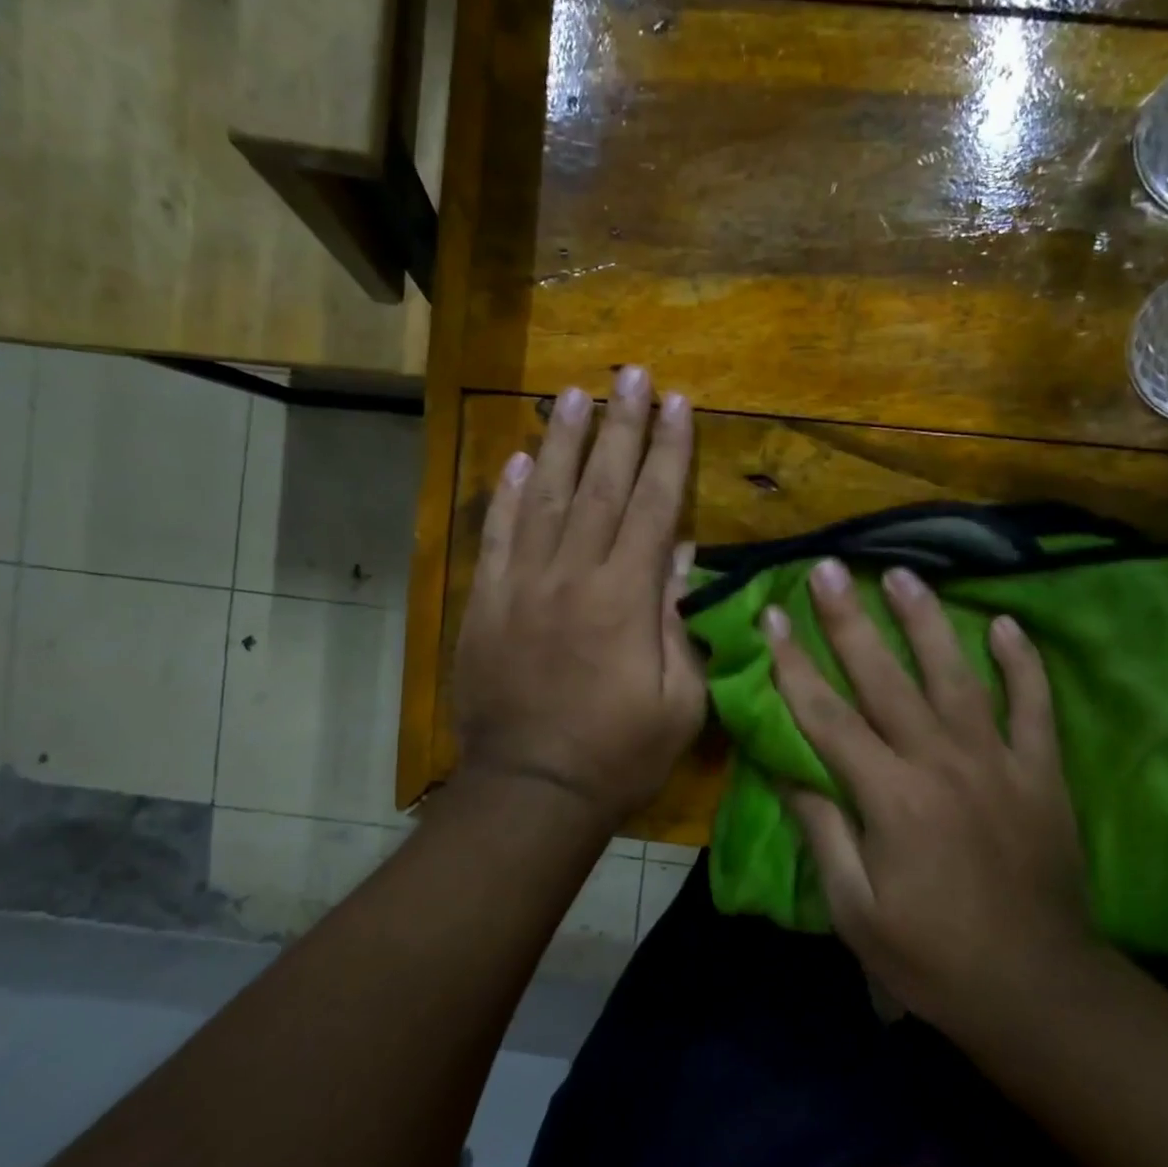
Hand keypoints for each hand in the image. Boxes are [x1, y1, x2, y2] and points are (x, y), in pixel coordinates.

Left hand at [453, 366, 706, 831]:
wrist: (531, 791)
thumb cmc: (618, 754)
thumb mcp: (679, 702)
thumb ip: (679, 625)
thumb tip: (681, 560)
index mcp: (626, 599)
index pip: (654, 507)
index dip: (668, 452)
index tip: (678, 404)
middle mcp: (573, 576)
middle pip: (602, 486)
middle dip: (621, 426)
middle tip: (631, 375)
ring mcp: (523, 585)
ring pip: (548, 498)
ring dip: (564, 443)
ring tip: (575, 394)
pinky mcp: (486, 603)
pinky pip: (498, 537)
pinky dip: (508, 496)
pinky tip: (520, 459)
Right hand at [764, 559, 1093, 1030]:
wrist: (1039, 992)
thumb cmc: (932, 957)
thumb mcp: (854, 908)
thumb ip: (819, 828)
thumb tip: (779, 764)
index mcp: (889, 797)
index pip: (826, 714)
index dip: (793, 662)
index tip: (771, 615)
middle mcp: (940, 763)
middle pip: (884, 678)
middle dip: (849, 620)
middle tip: (828, 569)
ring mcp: (997, 762)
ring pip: (956, 675)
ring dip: (926, 621)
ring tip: (903, 575)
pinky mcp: (1041, 773)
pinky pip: (1033, 705)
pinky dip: (1022, 663)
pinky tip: (1005, 624)